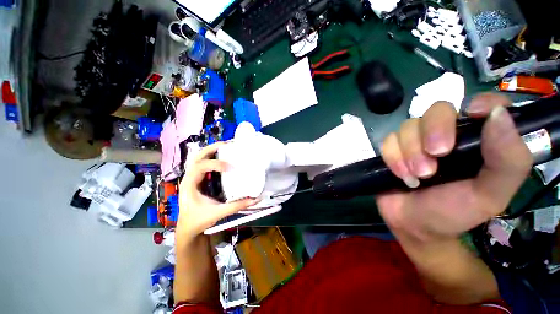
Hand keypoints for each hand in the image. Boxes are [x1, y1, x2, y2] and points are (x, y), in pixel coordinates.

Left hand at [177, 142, 257, 240]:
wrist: (187, 228)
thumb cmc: (198, 220)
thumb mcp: (217, 213)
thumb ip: (236, 206)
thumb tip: (254, 199)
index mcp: (189, 183)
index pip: (200, 166)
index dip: (215, 164)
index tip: (231, 167)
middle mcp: (188, 177)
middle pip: (197, 156)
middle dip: (211, 149)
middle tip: (227, 145)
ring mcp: (190, 178)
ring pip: (198, 159)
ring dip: (210, 153)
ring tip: (225, 148)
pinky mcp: (194, 181)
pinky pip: (201, 166)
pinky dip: (210, 161)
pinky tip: (221, 161)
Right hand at [377, 93, 531, 240]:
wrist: (421, 231)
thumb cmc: (461, 213)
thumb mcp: (492, 196)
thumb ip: (508, 161)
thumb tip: (501, 113)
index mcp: (481, 138)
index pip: (486, 103)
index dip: (481, 102)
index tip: (473, 114)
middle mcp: (455, 130)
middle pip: (442, 107)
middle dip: (435, 127)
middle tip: (436, 155)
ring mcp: (426, 137)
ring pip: (413, 121)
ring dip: (413, 149)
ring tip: (419, 176)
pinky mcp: (402, 147)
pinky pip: (392, 138)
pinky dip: (395, 156)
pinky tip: (402, 174)